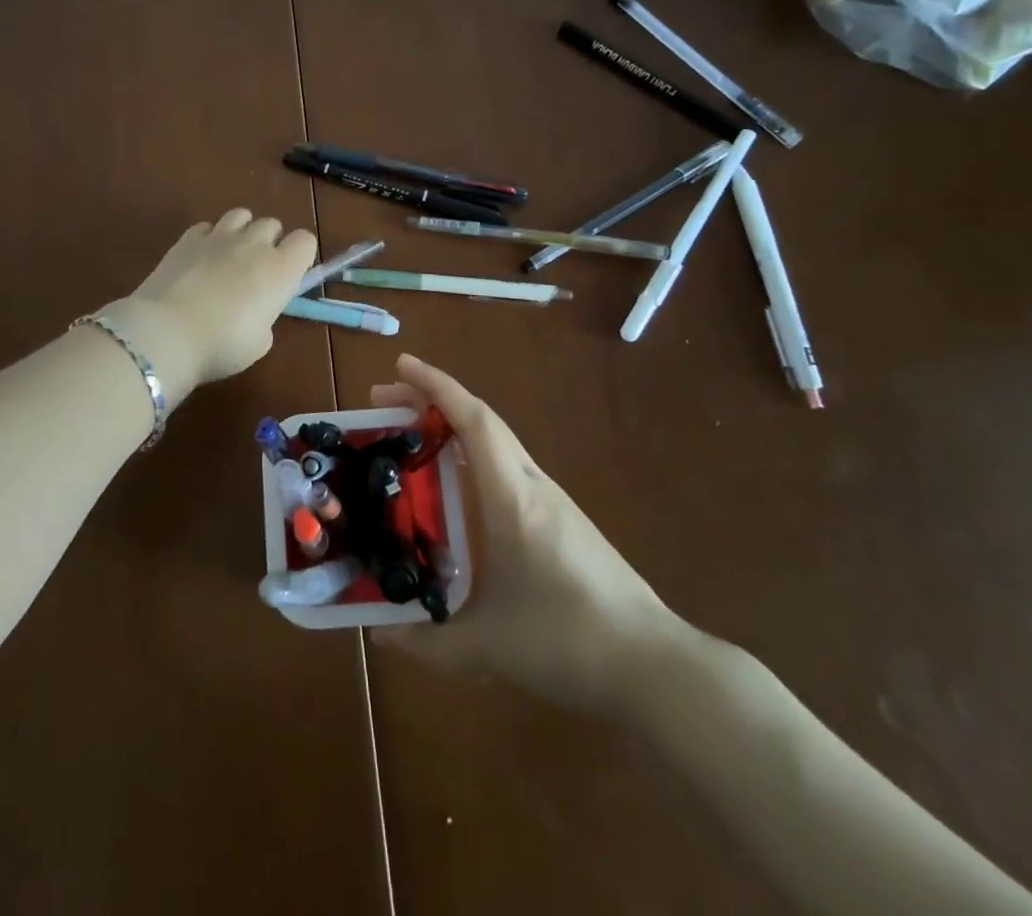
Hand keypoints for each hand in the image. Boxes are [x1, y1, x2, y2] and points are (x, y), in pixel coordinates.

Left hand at [104, 208, 316, 399]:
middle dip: (269, 241)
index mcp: (280, 270)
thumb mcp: (259, 343)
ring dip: (242, 230)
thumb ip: (264, 318)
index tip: (289, 274)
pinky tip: (200, 258)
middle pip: (272, 224)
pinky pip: (207, 226)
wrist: (167, 332)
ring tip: (230, 255)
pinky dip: (208, 238)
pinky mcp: (187, 238)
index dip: (299, 254)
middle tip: (256, 270)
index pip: (305, 241)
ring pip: (241, 214)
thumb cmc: (222, 345)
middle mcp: (254, 245)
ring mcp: (219, 236)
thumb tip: (255, 312)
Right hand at [370, 354, 684, 712]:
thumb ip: (426, 641)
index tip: (400, 364)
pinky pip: (507, 466)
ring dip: (453, 426)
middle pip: (481, 421)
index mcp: (511, 497)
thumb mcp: (485, 648)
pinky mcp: (562, 519)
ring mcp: (551, 500)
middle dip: (432, 400)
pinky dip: (472, 454)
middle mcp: (531, 485)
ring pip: (496, 442)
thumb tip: (378, 633)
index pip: (472, 420)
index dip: (435, 386)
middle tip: (385, 402)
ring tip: (411, 438)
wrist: (653, 666)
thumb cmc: (566, 642)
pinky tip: (456, 485)